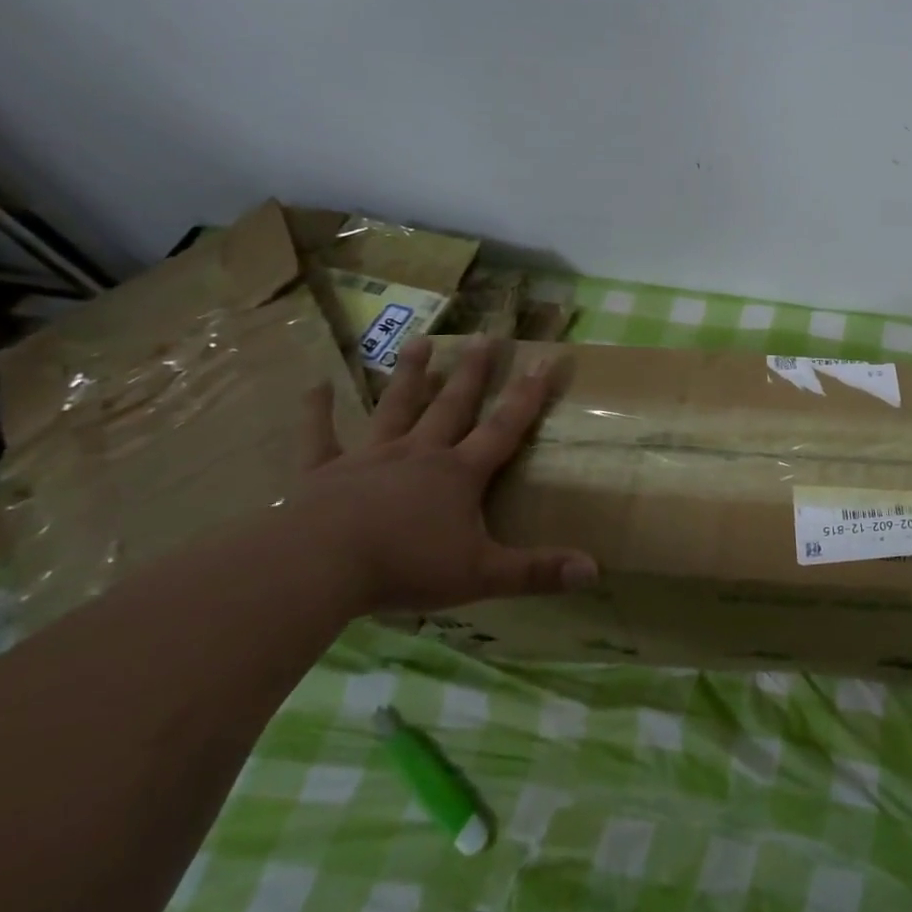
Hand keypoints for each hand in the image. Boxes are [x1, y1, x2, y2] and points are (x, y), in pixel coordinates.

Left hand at [293, 335, 595, 613]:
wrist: (316, 567)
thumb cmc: (404, 567)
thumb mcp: (481, 575)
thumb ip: (537, 571)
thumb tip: (595, 571)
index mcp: (459, 474)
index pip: (504, 427)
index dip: (528, 394)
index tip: (545, 358)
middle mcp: (419, 454)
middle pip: (452, 406)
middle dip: (472, 372)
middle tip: (484, 336)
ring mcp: (369, 458)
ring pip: (394, 409)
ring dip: (409, 376)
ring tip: (420, 341)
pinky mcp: (321, 473)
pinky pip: (319, 437)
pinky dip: (317, 410)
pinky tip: (316, 384)